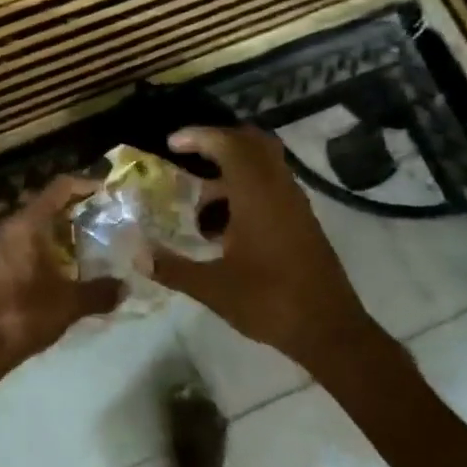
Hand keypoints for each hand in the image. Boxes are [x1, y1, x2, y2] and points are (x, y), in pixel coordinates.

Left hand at [0, 175, 123, 387]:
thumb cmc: (25, 314)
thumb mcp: (70, 303)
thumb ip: (100, 291)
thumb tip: (125, 287)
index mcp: (27, 225)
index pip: (59, 188)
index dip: (85, 185)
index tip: (107, 192)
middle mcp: (8, 227)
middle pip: (45, 206)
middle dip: (74, 212)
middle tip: (102, 222)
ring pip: (31, 227)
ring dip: (57, 233)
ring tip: (86, 247)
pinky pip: (20, 245)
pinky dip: (41, 249)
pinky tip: (59, 269)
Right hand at [150, 126, 377, 362]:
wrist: (329, 330)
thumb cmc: (270, 302)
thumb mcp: (213, 288)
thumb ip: (172, 268)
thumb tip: (137, 255)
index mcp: (257, 195)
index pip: (229, 144)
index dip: (199, 136)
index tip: (172, 143)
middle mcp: (279, 189)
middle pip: (252, 143)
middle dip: (218, 142)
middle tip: (189, 155)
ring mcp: (295, 204)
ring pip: (264, 165)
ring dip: (232, 169)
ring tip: (200, 200)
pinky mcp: (302, 221)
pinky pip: (272, 186)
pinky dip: (246, 188)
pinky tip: (225, 225)